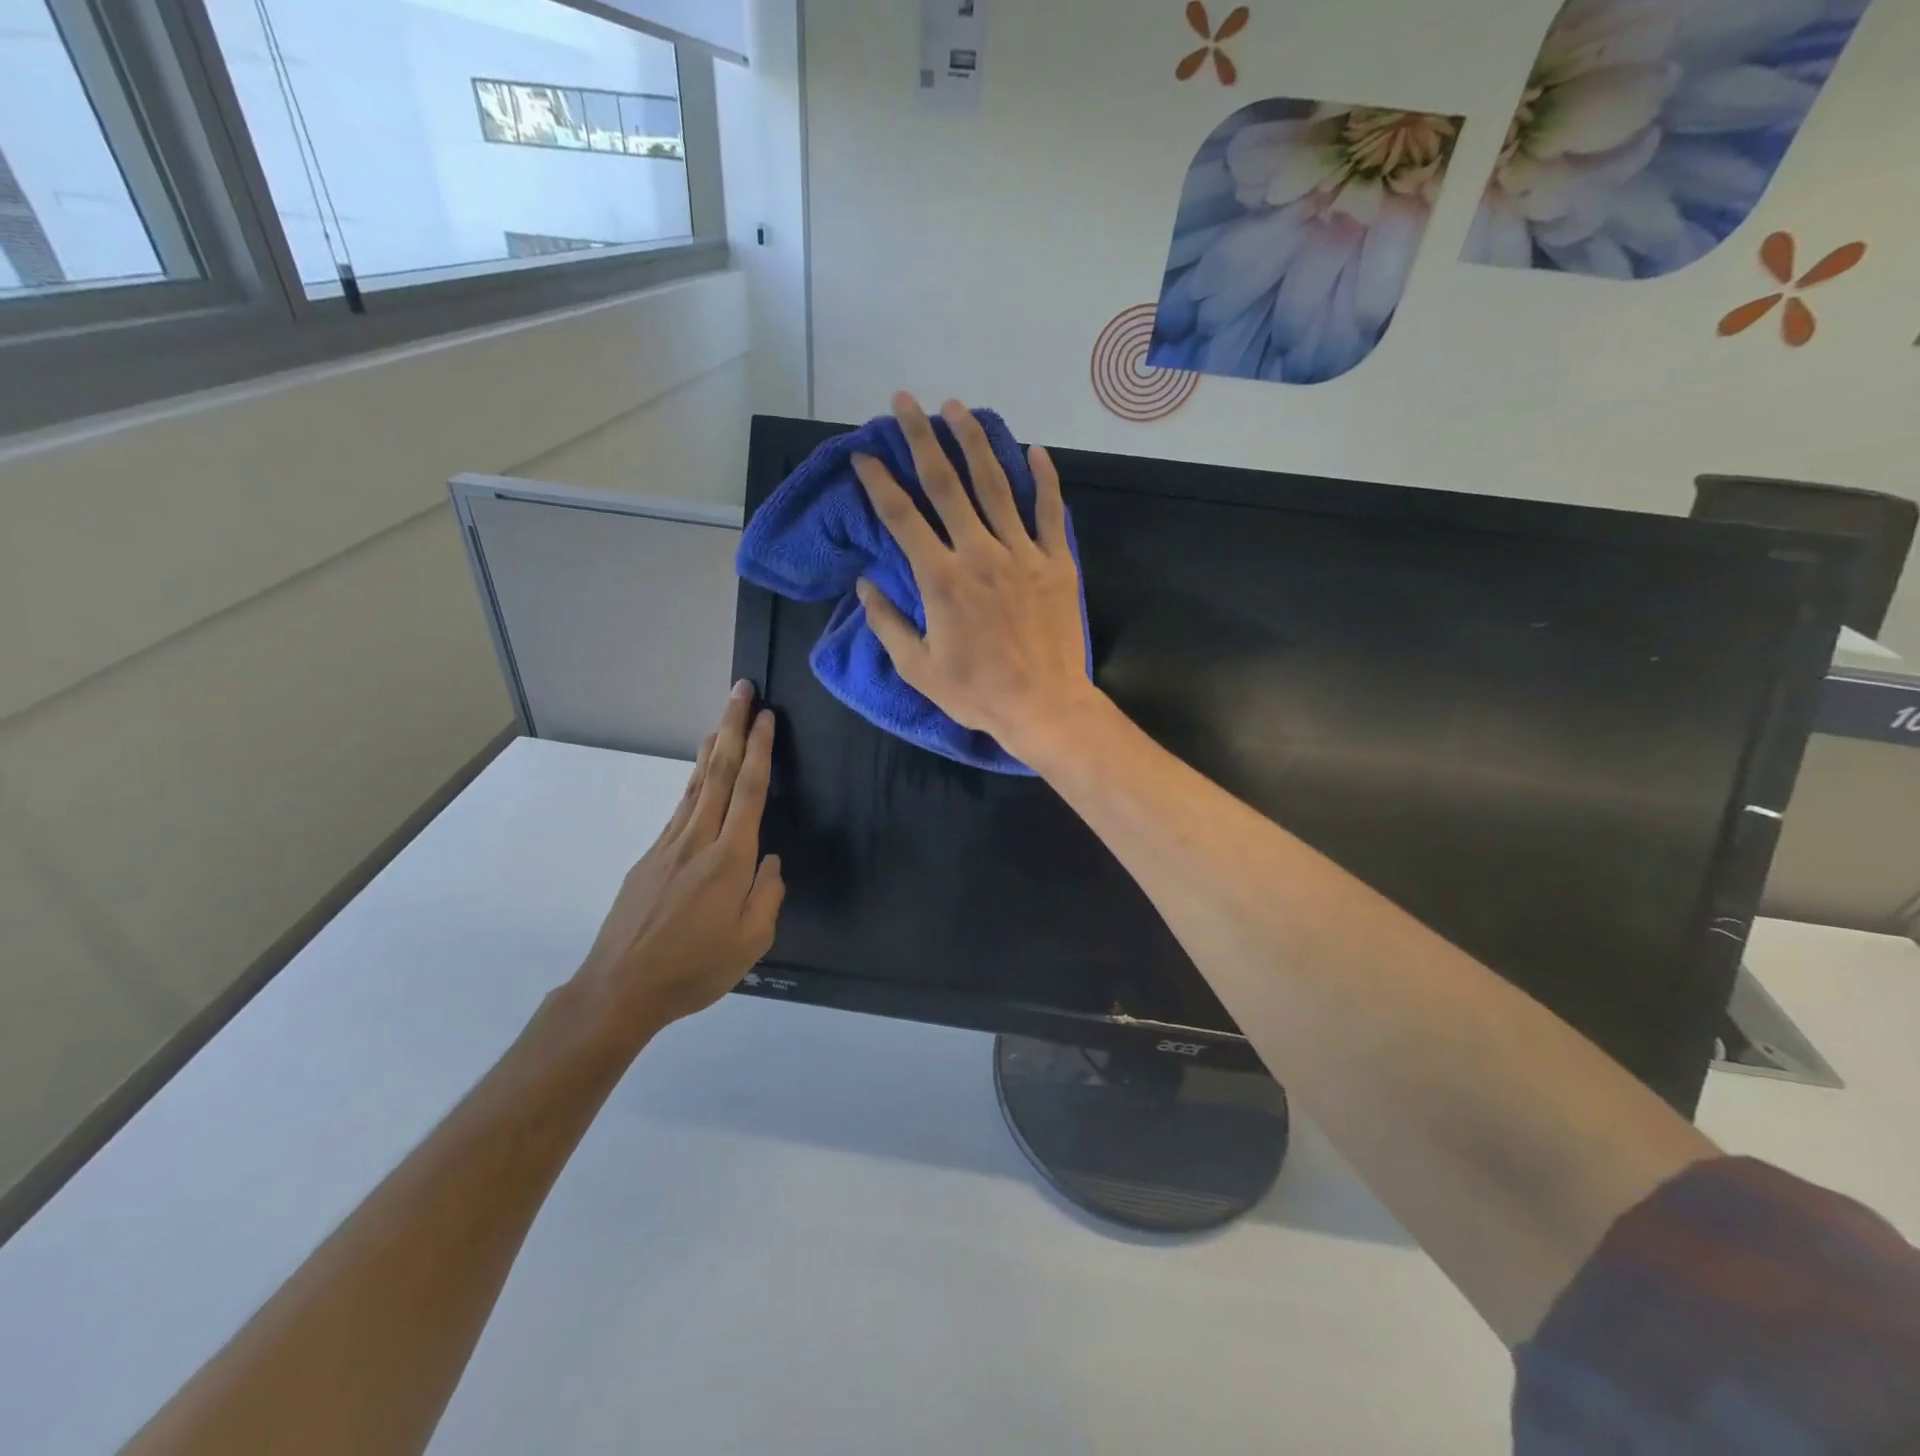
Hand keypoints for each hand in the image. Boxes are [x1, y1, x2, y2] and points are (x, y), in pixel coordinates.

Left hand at [570, 682, 784, 1045]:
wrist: (620, 989)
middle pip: (718, 773)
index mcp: (729, 860)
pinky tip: (699, 776)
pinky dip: (694, 782)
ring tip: (722, 720)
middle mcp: (697, 841)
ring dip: (712, 747)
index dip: (759, 750)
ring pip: (695, 785)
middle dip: (732, 727)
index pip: (748, 791)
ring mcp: (668, 846)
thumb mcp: (751, 942)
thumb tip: (770, 863)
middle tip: (741, 691)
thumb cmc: (694, 969)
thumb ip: (768, 896)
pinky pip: (679, 809)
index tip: (766, 716)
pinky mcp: (649, 858)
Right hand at [852, 392, 1096, 759]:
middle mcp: (979, 553)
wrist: (1044, 706)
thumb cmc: (977, 693)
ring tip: (958, 408)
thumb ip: (887, 623)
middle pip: (947, 484)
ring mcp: (1022, 553)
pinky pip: (1050, 511)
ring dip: (974, 442)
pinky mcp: (1056, 562)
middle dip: (921, 438)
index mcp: (941, 579)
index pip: (902, 518)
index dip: (879, 483)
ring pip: (996, 485)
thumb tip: (864, 585)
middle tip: (906, 402)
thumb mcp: (918, 668)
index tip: (864, 456)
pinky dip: (1044, 478)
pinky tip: (1033, 449)